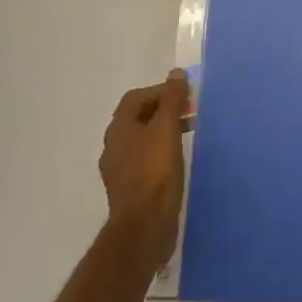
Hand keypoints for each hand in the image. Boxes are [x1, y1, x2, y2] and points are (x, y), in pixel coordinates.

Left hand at [100, 70, 188, 272]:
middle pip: (138, 118)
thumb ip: (171, 99)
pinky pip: (143, 161)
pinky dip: (159, 154)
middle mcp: (113, 146)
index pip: (136, 97)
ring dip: (161, 133)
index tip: (184, 98)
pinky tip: (175, 163)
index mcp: (119, 128)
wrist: (144, 228)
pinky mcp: (128, 190)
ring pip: (141, 140)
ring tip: (186, 137)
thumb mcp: (167, 129)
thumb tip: (176, 73)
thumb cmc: (155, 172)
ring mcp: (118, 170)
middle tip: (188, 114)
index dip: (160, 92)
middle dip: (163, 111)